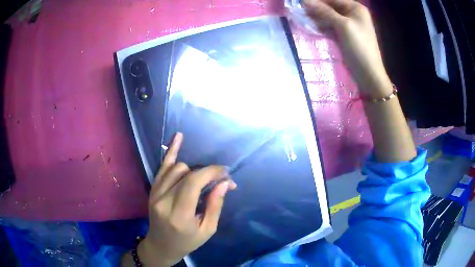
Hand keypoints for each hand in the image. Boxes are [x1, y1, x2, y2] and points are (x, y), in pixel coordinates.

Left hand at [138, 133, 236, 265]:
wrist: (161, 245)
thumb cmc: (187, 241)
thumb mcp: (207, 229)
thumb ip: (216, 205)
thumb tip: (226, 182)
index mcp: (179, 214)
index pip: (194, 182)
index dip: (211, 172)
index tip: (225, 172)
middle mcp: (164, 200)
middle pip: (187, 173)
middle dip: (207, 171)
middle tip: (219, 178)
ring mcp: (155, 193)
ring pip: (177, 167)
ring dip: (193, 170)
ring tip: (202, 179)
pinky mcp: (152, 189)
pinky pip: (162, 166)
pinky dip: (172, 152)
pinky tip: (179, 137)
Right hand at [304, 0, 391, 96]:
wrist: (369, 74)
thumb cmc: (359, 47)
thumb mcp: (343, 25)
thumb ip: (324, 11)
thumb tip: (304, 0)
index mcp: (356, 8)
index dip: (317, 0)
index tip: (300, 2)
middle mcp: (353, 14)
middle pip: (331, 7)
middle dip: (316, 8)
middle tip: (300, 10)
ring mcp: (349, 25)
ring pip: (329, 16)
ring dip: (317, 17)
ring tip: (304, 18)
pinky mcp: (345, 35)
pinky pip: (331, 26)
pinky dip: (322, 26)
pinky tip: (313, 26)